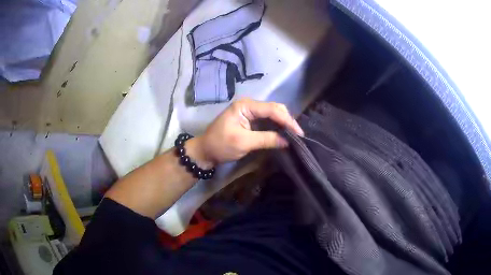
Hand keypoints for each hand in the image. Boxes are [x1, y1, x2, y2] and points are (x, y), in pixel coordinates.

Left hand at [189, 98, 303, 166]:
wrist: (205, 151)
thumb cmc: (220, 145)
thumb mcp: (243, 142)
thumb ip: (266, 139)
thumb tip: (287, 141)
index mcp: (245, 105)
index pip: (272, 109)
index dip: (287, 121)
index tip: (299, 133)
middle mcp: (249, 105)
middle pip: (274, 109)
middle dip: (287, 120)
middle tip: (298, 135)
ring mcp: (250, 112)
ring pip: (273, 114)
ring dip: (284, 124)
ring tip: (294, 135)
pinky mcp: (251, 120)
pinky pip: (268, 121)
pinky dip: (277, 127)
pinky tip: (284, 134)